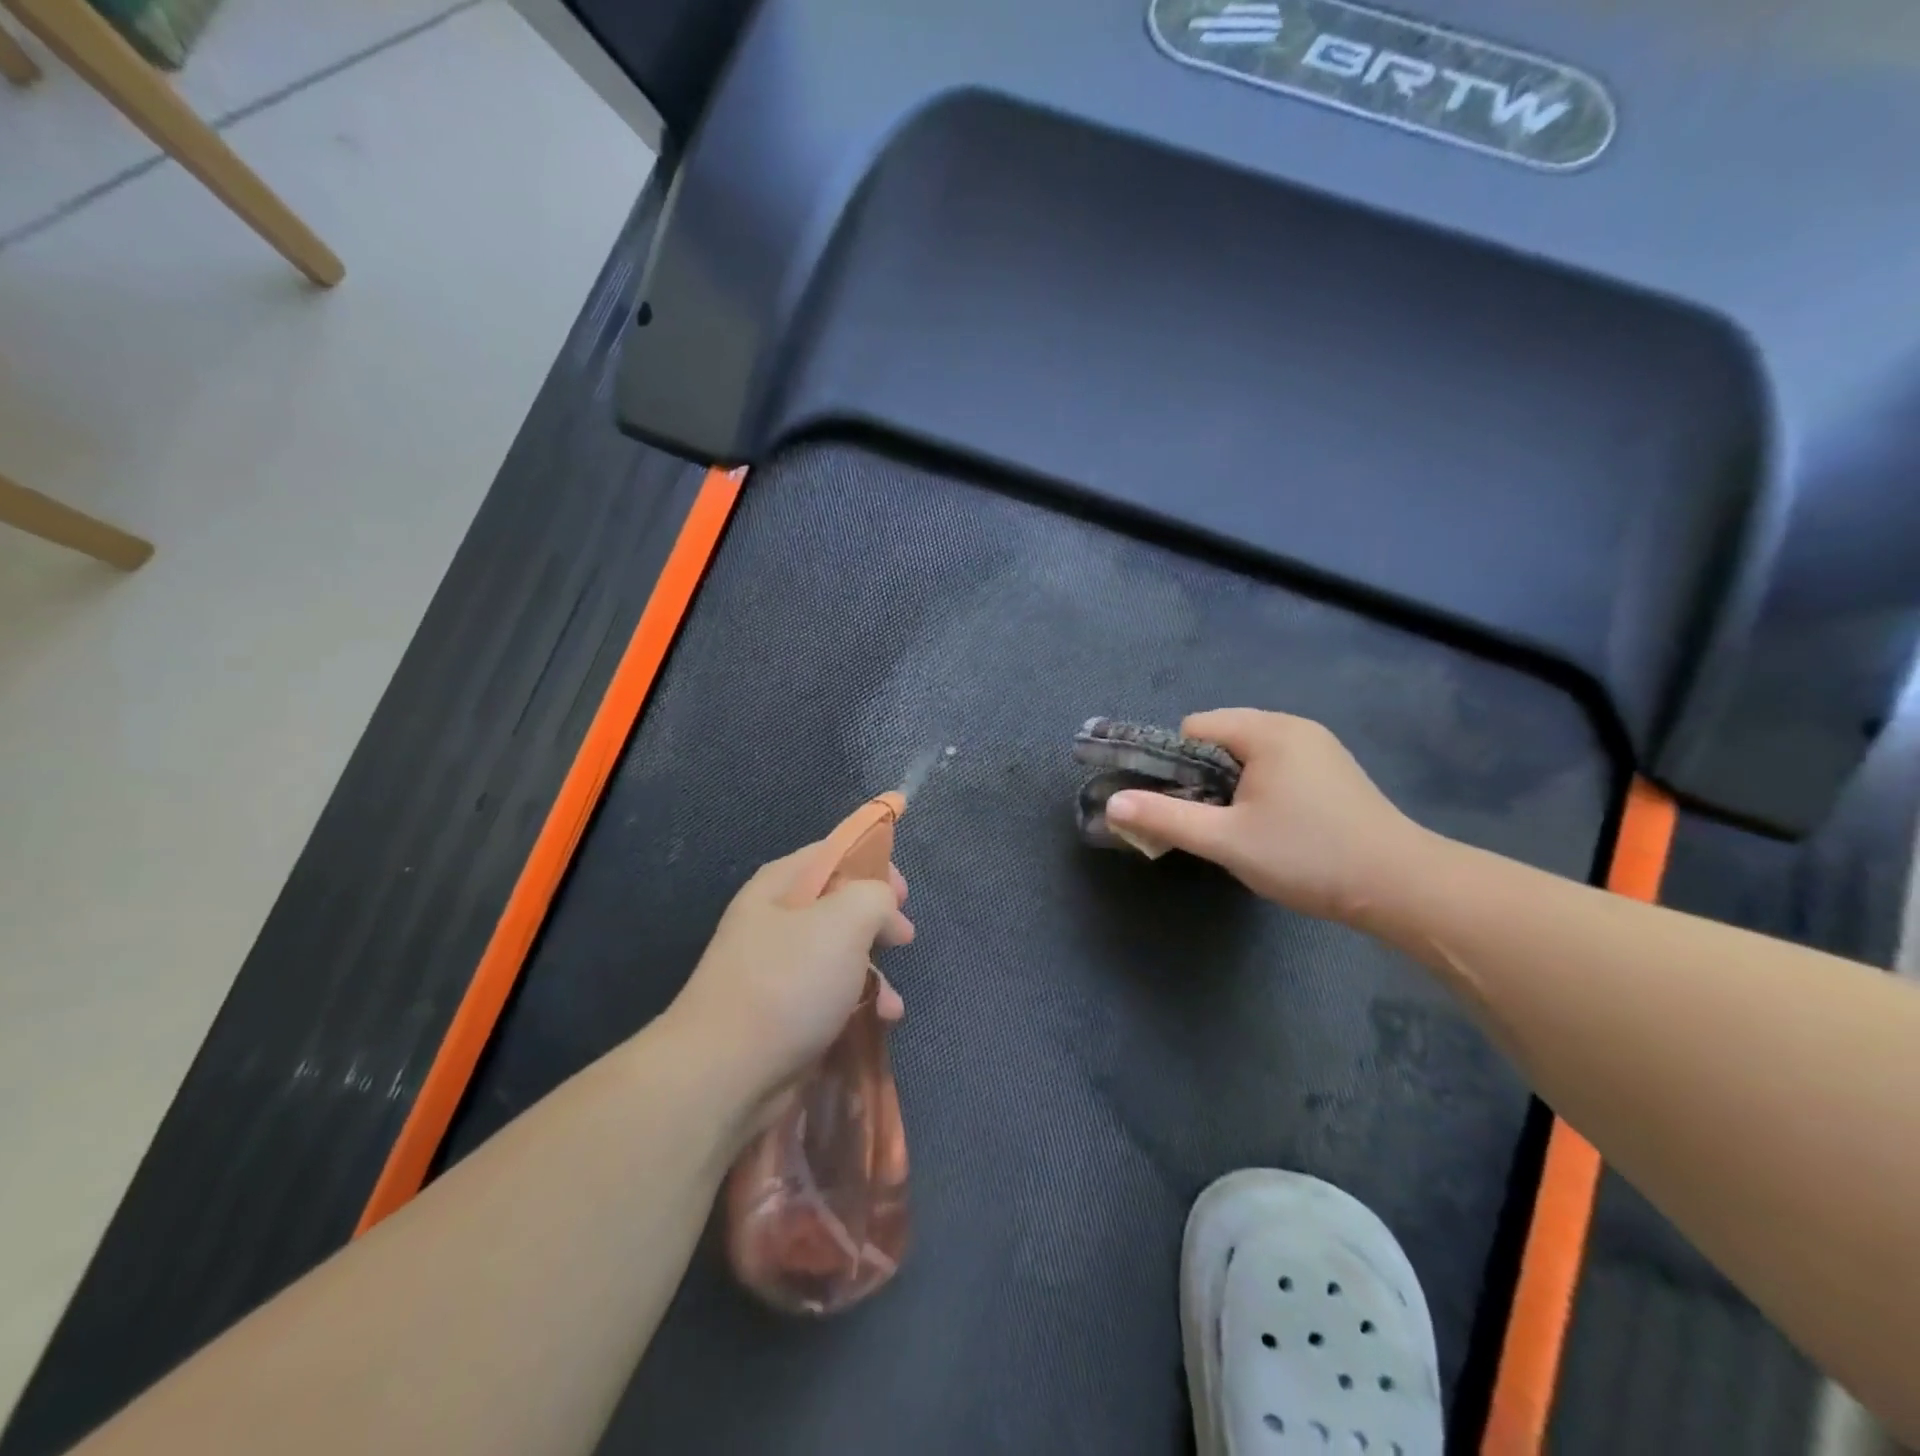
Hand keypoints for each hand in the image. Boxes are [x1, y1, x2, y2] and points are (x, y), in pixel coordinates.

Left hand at [668, 842, 913, 1114]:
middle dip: (877, 923)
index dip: (872, 864)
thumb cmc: (788, 983)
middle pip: (838, 907)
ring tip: (890, 1001)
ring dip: (873, 974)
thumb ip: (875, 896)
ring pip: (839, 957)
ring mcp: (777, 971)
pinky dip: (858, 1006)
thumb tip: (884, 910)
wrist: (725, 1074)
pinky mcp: (783, 1015)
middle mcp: (775, 922)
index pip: (831, 854)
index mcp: (779, 886)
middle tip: (902, 937)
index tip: (902, 893)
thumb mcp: (844, 920)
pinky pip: (830, 998)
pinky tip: (877, 1024)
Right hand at [1105, 709, 1426, 925]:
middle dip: (1204, 776)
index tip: (1185, 807)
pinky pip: (1276, 764)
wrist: (1402, 886)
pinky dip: (1261, 787)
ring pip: (1249, 754)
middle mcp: (1292, 726)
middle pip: (1221, 737)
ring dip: (1232, 784)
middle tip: (1212, 822)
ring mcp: (1318, 746)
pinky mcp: (1334, 769)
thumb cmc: (1307, 855)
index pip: (1194, 728)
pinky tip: (1275, 825)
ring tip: (1243, 828)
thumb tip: (1112, 804)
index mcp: (1266, 730)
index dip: (1177, 765)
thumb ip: (1165, 817)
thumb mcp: (1226, 840)